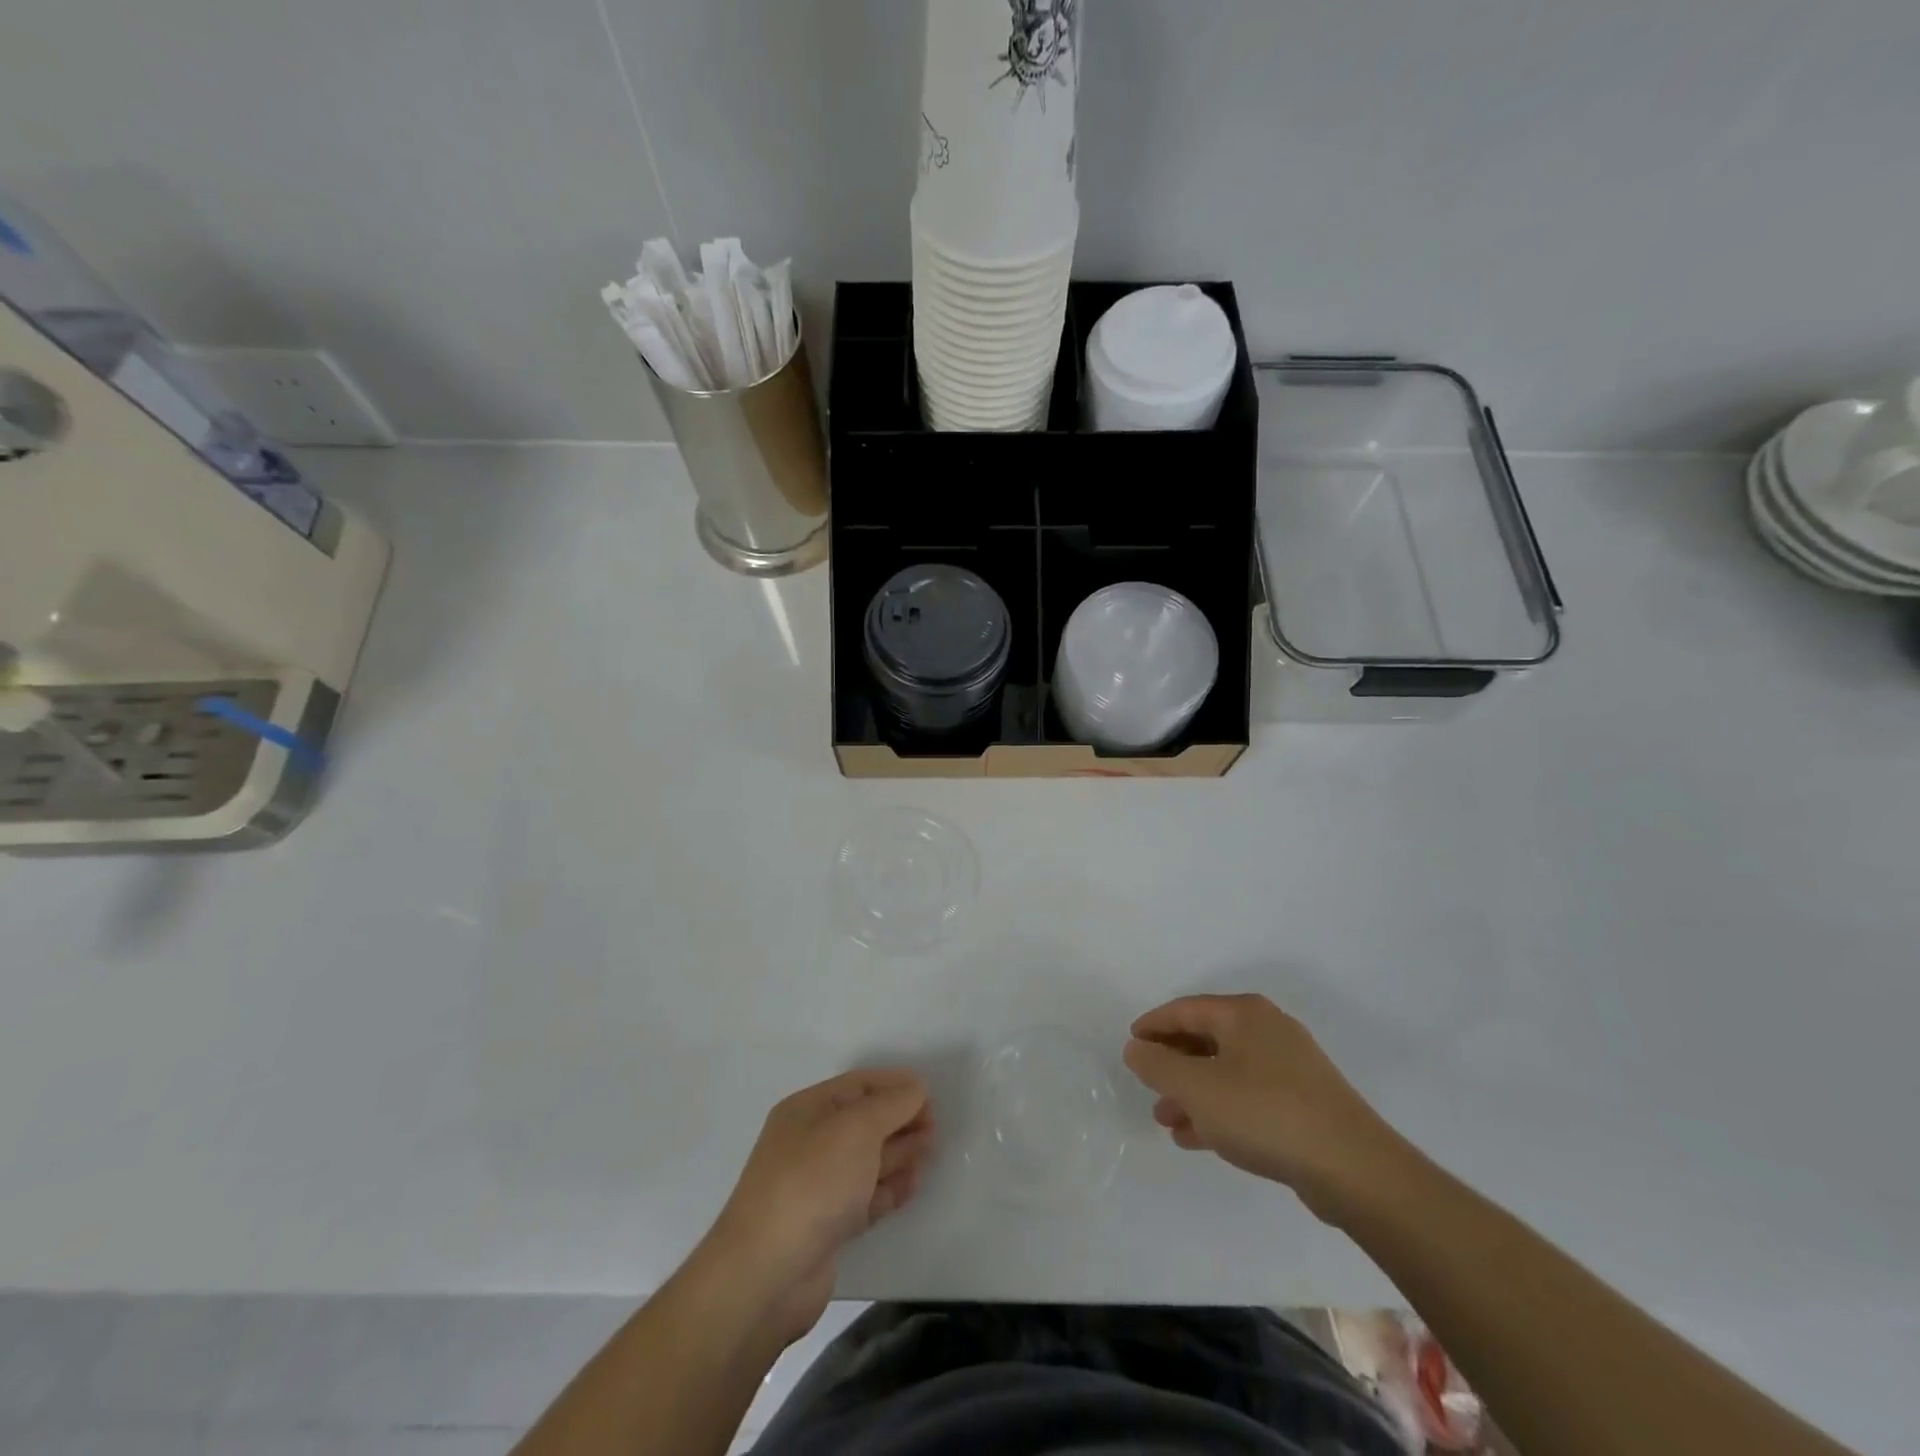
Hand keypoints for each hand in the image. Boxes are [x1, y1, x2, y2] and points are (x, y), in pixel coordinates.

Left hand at [704, 1069, 933, 1343]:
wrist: (767, 1275)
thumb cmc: (813, 1183)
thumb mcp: (857, 1128)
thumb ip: (892, 1104)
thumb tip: (916, 1090)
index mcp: (808, 1110)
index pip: (859, 1085)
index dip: (895, 1085)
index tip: (931, 1096)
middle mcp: (810, 1143)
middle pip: (864, 1121)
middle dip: (900, 1120)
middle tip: (936, 1127)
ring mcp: (817, 1187)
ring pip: (867, 1160)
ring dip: (899, 1153)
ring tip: (930, 1151)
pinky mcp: (826, 1227)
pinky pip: (865, 1197)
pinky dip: (889, 1189)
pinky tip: (913, 1185)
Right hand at [1124, 994, 1408, 1223]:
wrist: (1353, 1169)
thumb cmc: (1264, 1113)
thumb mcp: (1197, 1088)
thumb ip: (1158, 1065)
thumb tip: (1136, 1048)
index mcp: (1244, 1014)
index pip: (1185, 1009)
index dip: (1153, 1025)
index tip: (1131, 1045)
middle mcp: (1268, 1030)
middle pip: (1206, 1039)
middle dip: (1173, 1065)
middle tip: (1148, 1088)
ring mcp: (1290, 1067)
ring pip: (1226, 1072)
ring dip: (1193, 1093)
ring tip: (1167, 1121)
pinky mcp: (1304, 1103)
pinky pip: (1248, 1097)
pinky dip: (1220, 1111)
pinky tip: (1199, 1138)